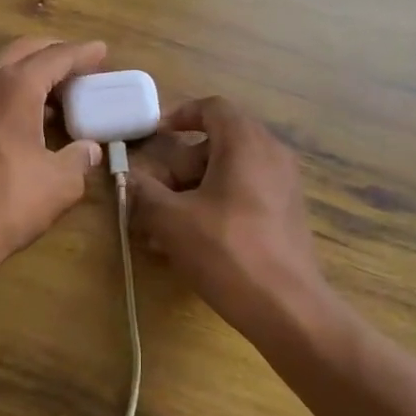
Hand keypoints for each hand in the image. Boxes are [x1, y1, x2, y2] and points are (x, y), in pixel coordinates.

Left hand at [0, 37, 107, 288]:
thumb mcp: (60, 183)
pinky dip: (11, 86)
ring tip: (57, 86)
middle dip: (53, 49)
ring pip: (0, 66)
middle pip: (22, 49)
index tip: (103, 51)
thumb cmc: (7, 204)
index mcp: (15, 88)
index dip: (82, 53)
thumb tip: (90, 149)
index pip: (54, 57)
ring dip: (29, 66)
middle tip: (80, 61)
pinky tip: (28, 112)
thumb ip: (80, 158)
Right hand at [126, 96, 337, 342]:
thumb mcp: (172, 220)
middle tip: (152, 193)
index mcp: (246, 142)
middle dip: (179, 166)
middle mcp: (271, 153)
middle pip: (217, 142)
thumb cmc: (228, 252)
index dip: (179, 115)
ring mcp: (284, 184)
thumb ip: (144, 192)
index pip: (212, 107)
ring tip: (163, 225)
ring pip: (229, 172)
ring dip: (193, 190)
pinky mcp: (287, 213)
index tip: (153, 135)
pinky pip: (245, 193)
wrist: (288, 308)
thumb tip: (127, 179)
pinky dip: (216, 204)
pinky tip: (191, 240)